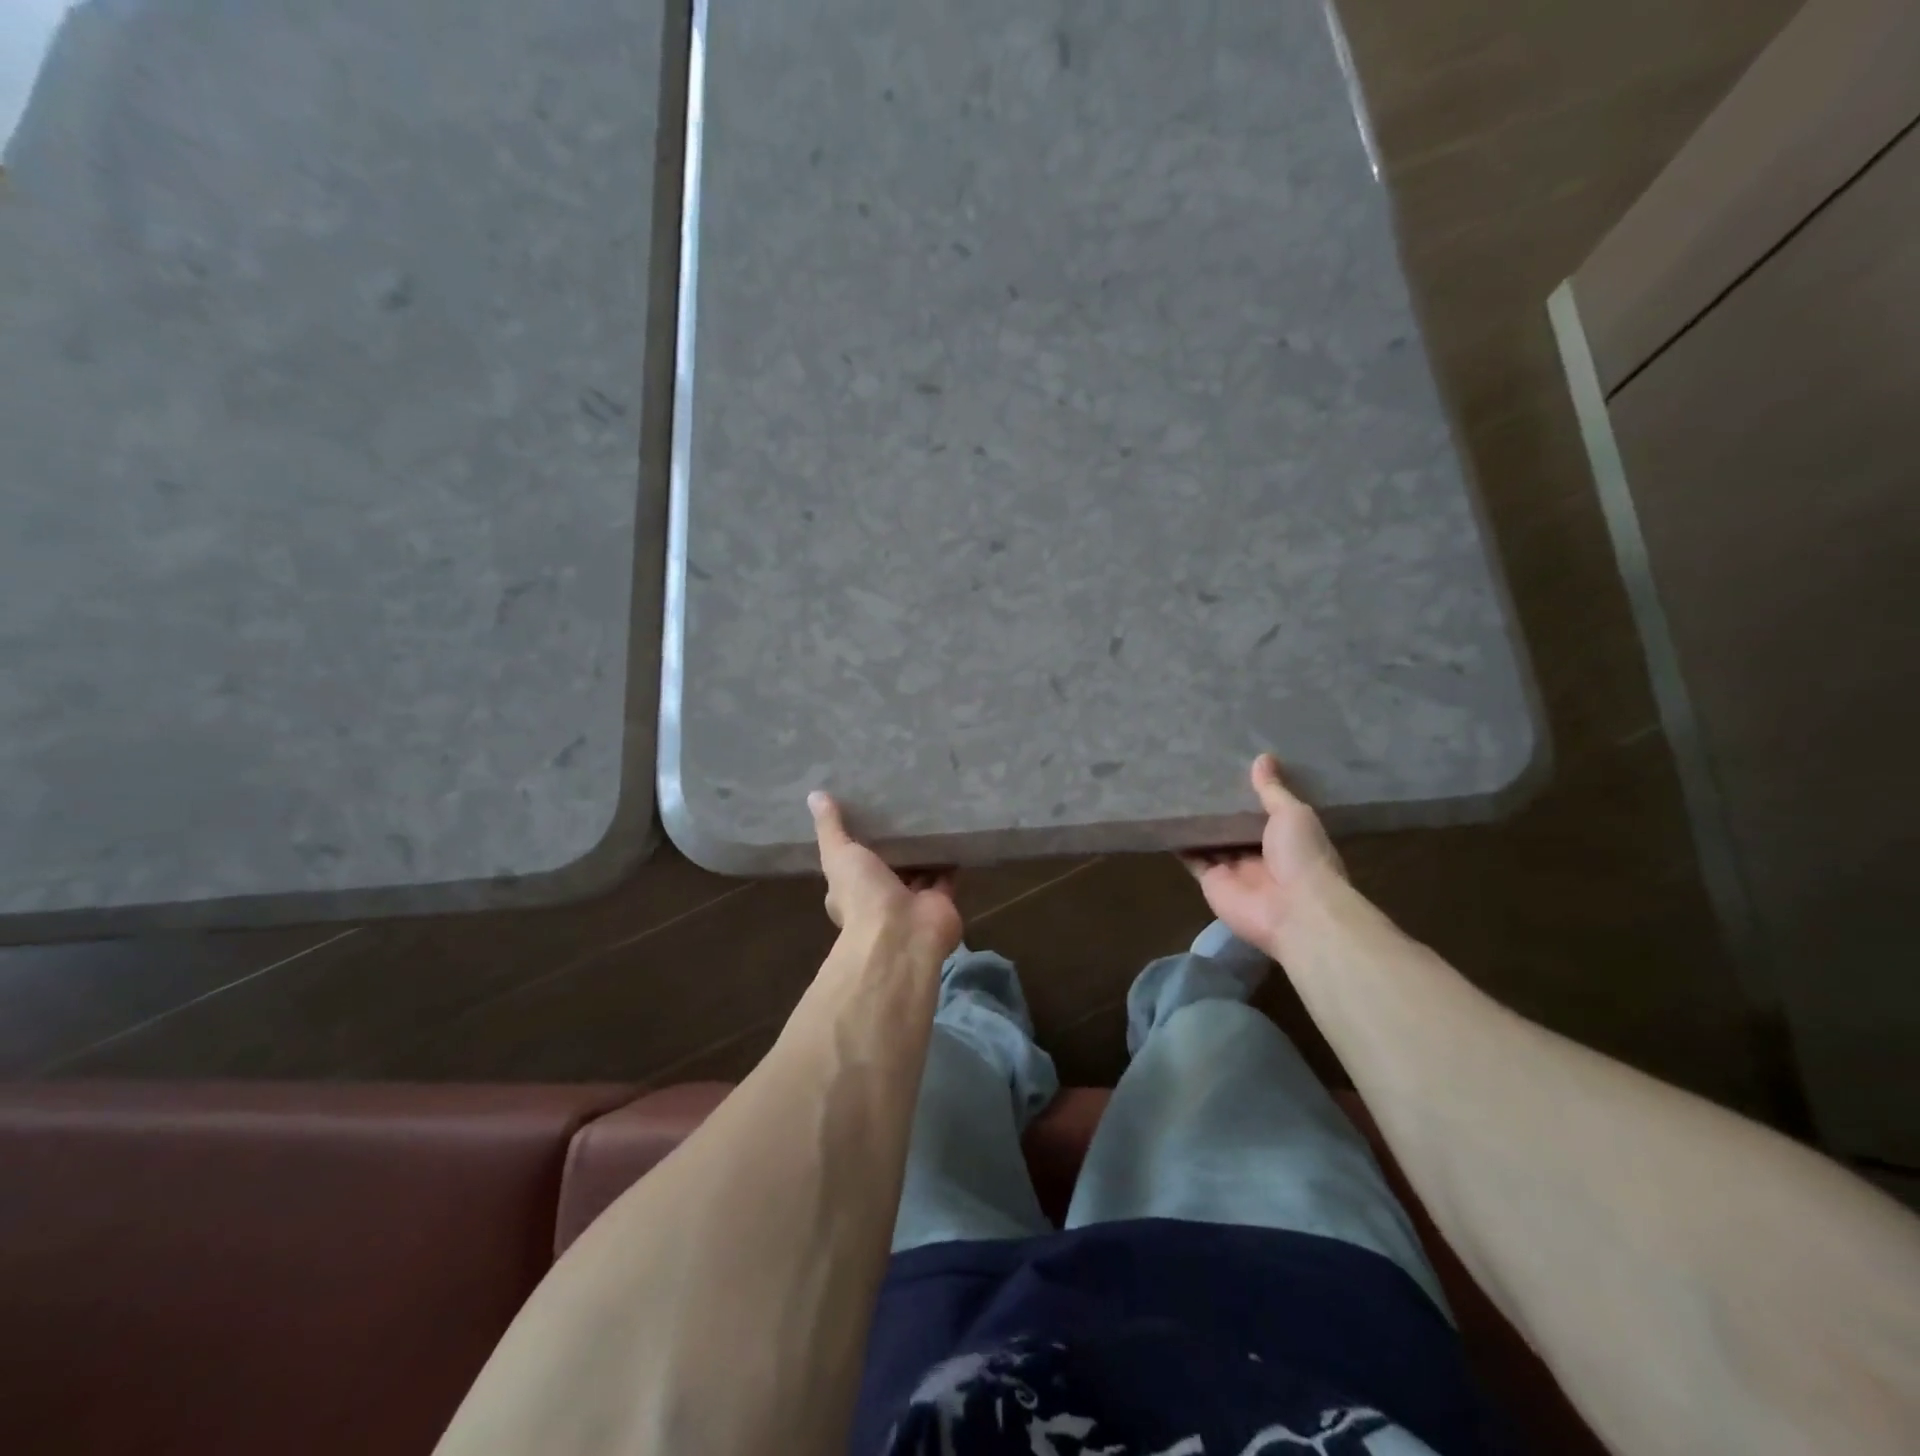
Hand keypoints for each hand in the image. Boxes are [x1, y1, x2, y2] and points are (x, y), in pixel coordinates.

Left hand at [808, 792, 962, 961]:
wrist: (903, 933)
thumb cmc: (863, 895)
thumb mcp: (839, 855)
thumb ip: (830, 828)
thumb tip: (813, 795)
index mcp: (852, 892)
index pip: (853, 866)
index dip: (858, 845)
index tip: (865, 817)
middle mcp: (881, 899)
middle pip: (889, 868)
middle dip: (895, 847)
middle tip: (902, 811)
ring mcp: (912, 902)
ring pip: (918, 872)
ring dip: (922, 851)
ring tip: (928, 816)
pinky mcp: (940, 902)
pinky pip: (946, 876)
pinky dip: (948, 859)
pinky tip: (952, 832)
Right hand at [1182, 754, 1344, 954]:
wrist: (1294, 911)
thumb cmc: (1303, 856)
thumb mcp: (1293, 814)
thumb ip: (1273, 790)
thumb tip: (1263, 757)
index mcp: (1287, 838)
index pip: (1265, 812)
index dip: (1249, 793)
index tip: (1231, 767)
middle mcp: (1260, 854)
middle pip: (1234, 827)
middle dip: (1220, 807)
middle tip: (1196, 774)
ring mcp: (1234, 869)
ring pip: (1212, 841)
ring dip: (1198, 823)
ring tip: (1175, 790)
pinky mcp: (1212, 882)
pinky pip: (1192, 858)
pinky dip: (1180, 842)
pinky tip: (1165, 819)